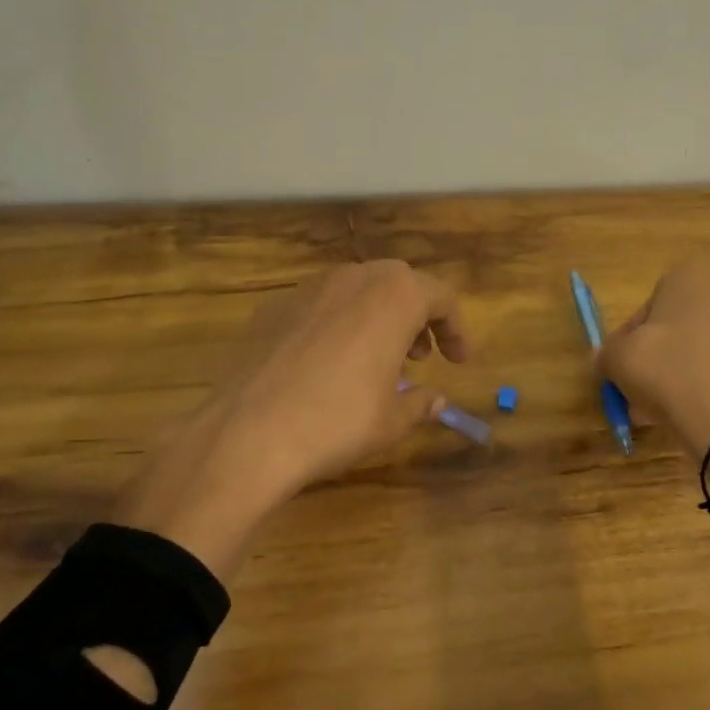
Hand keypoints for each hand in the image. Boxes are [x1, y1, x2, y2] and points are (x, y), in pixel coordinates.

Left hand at [116, 261, 467, 574]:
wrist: (249, 432)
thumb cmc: (337, 421)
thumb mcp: (392, 419)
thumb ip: (420, 402)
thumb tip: (436, 399)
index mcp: (394, 296)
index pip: (441, 297)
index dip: (457, 329)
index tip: (460, 361)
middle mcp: (354, 277)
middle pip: (399, 284)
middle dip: (417, 317)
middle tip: (421, 357)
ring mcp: (309, 288)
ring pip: (358, 290)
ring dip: (378, 317)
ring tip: (378, 360)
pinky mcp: (274, 307)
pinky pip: (321, 306)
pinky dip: (339, 325)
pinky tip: (328, 365)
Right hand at [596, 261, 709, 459]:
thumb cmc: (664, 370)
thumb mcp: (617, 359)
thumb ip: (605, 354)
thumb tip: (602, 357)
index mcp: (690, 283)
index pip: (654, 294)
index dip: (635, 325)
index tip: (625, 352)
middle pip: (675, 327)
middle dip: (653, 354)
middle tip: (634, 383)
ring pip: (693, 354)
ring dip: (671, 375)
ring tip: (649, 410)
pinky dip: (695, 391)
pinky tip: (676, 418)